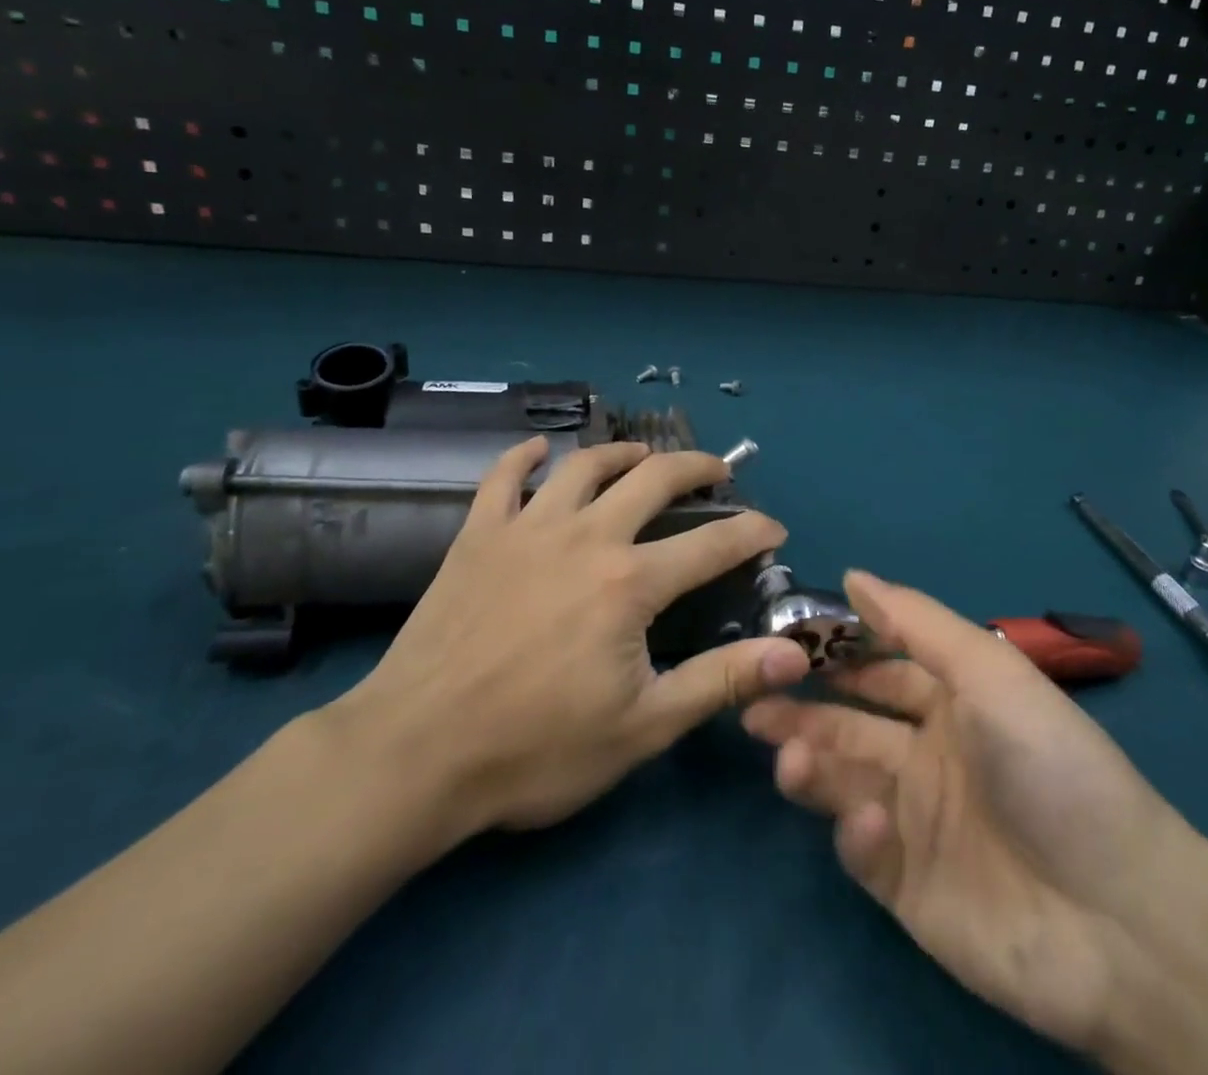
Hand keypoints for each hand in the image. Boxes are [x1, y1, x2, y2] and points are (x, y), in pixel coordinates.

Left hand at [328, 437, 810, 862]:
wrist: (413, 756)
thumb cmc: (535, 749)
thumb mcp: (643, 727)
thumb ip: (721, 681)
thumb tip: (795, 654)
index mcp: (631, 582)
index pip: (714, 543)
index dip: (754, 532)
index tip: (775, 530)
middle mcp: (586, 536)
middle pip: (654, 478)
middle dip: (697, 467)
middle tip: (718, 472)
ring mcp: (527, 529)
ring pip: (585, 465)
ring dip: (623, 452)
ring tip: (644, 455)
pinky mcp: (478, 536)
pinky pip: (503, 478)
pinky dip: (524, 457)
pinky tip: (540, 450)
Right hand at [742, 571, 1188, 1057]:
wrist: (1119, 917)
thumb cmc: (1050, 766)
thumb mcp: (989, 672)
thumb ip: (917, 623)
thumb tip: (853, 574)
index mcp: (952, 702)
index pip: (880, 667)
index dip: (836, 651)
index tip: (784, 638)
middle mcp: (929, 754)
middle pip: (849, 724)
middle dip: (802, 710)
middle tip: (753, 700)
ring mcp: (916, 822)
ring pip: (843, 781)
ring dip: (810, 763)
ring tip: (785, 756)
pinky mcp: (908, 886)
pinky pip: (863, 849)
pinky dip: (856, 831)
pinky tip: (873, 823)